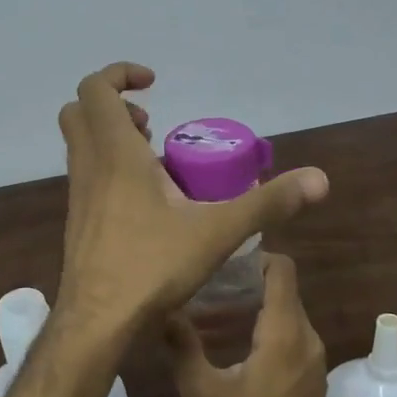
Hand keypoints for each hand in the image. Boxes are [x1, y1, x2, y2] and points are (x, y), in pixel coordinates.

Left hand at [55, 63, 328, 332]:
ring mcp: (77, 196)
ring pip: (81, 147)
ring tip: (157, 163)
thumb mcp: (217, 232)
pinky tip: (147, 204)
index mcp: (114, 154)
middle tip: (153, 127)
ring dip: (112, 139)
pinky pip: (87, 177)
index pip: (95, 89)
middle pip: (79, 112)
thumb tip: (319, 179)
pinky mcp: (78, 222)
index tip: (154, 83)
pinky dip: (110, 171)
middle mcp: (88, 167)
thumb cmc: (150, 267)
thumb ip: (267, 203)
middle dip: (114, 106)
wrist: (96, 321)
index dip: (119, 74)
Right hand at [164, 254, 328, 396]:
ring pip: (289, 314)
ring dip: (257, 309)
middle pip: (284, 291)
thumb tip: (164, 307)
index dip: (256, 257)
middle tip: (209, 291)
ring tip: (216, 318)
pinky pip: (295, 337)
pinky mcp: (314, 377)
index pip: (282, 271)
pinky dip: (270, 330)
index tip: (224, 263)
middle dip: (249, 285)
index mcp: (284, 334)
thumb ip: (183, 344)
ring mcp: (316, 359)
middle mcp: (308, 339)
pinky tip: (238, 346)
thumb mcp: (200, 390)